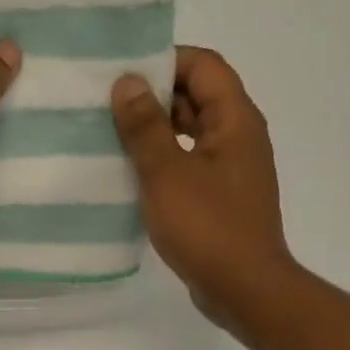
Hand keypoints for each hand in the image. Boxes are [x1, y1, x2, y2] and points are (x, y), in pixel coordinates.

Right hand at [111, 47, 293, 327]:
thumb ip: (145, 126)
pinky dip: (162, 161)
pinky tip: (130, 174)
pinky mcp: (220, 198)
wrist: (243, 289)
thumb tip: (127, 81)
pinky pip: (189, 164)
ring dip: (155, 130)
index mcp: (235, 120)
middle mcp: (239, 137)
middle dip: (154, 95)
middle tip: (106, 103)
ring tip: (110, 136)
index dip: (165, 60)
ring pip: (191, 133)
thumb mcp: (167, 173)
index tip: (122, 72)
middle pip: (198, 96)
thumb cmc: (207, 227)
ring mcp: (231, 170)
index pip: (204, 65)